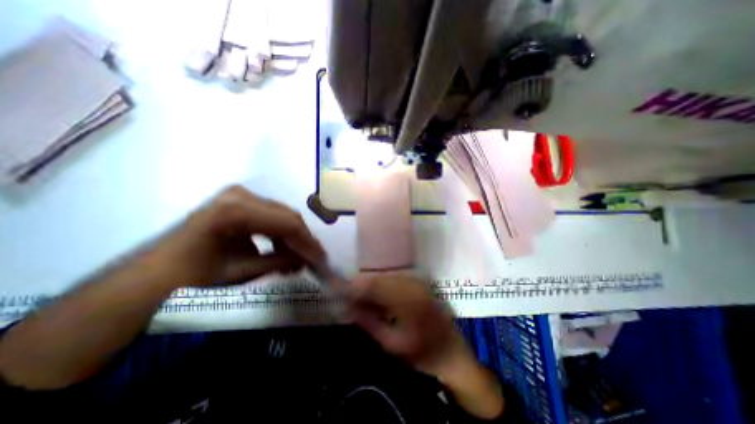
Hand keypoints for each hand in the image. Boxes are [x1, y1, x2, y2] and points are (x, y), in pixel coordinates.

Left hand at [157, 186, 325, 288]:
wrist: (148, 280)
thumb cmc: (188, 280)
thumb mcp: (241, 273)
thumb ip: (281, 262)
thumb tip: (308, 259)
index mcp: (237, 210)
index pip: (289, 223)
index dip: (309, 243)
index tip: (321, 260)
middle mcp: (240, 195)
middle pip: (287, 216)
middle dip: (303, 240)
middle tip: (314, 260)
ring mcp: (237, 196)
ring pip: (280, 216)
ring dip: (292, 237)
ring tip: (299, 259)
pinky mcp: (235, 202)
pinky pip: (268, 216)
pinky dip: (279, 233)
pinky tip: (283, 249)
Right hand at [345, 273, 503, 418]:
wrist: (453, 352)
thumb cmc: (423, 354)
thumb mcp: (391, 344)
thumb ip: (368, 322)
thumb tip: (347, 307)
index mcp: (407, 300)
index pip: (374, 285)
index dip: (354, 287)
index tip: (339, 292)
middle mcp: (412, 284)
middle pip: (379, 277)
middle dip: (360, 285)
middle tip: (347, 296)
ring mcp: (417, 281)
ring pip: (385, 276)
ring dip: (370, 284)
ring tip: (359, 297)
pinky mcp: (418, 283)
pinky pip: (394, 279)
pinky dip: (381, 286)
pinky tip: (375, 296)